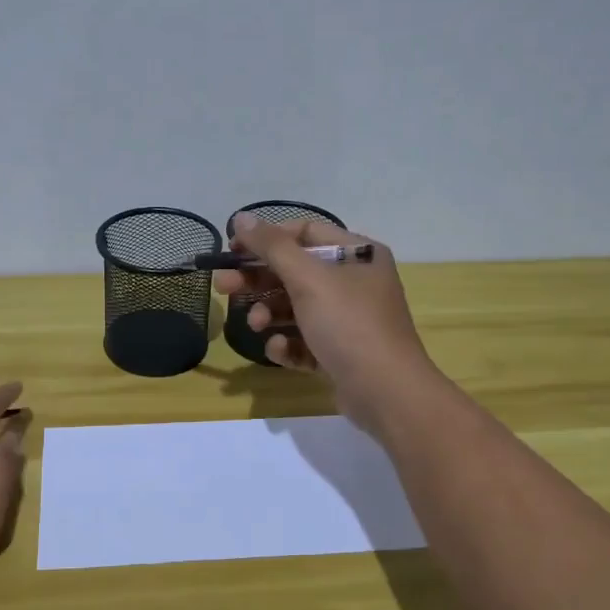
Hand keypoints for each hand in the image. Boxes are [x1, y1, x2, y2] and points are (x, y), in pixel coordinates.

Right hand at [212, 213, 439, 430]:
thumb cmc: (349, 324)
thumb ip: (272, 247)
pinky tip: (279, 350)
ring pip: (296, 307)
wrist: (386, 392)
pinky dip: (288, 343)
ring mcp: (348, 320)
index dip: (267, 238)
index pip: (305, 233)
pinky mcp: (340, 352)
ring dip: (269, 313)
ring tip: (254, 325)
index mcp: (358, 254)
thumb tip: (242, 217)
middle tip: (223, 287)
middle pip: (295, 271)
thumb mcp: (308, 278)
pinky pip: (305, 340)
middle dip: (258, 279)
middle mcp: (355, 282)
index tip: (234, 249)